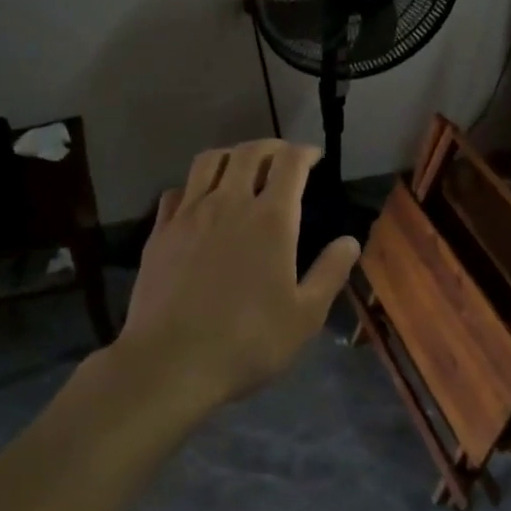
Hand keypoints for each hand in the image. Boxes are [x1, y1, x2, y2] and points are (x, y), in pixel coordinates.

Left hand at [115, 140, 360, 415]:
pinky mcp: (160, 232)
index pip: (289, 163)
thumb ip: (330, 272)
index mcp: (271, 219)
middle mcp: (229, 203)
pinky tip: (199, 201)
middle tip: (282, 158)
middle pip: (249, 152)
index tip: (314, 157)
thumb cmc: (247, 342)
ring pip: (209, 161)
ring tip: (241, 168)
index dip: (304, 152)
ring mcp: (190, 215)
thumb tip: (350, 241)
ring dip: (231, 155)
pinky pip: (177, 190)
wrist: (169, 363)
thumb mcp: (305, 316)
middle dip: (271, 147)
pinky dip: (194, 185)